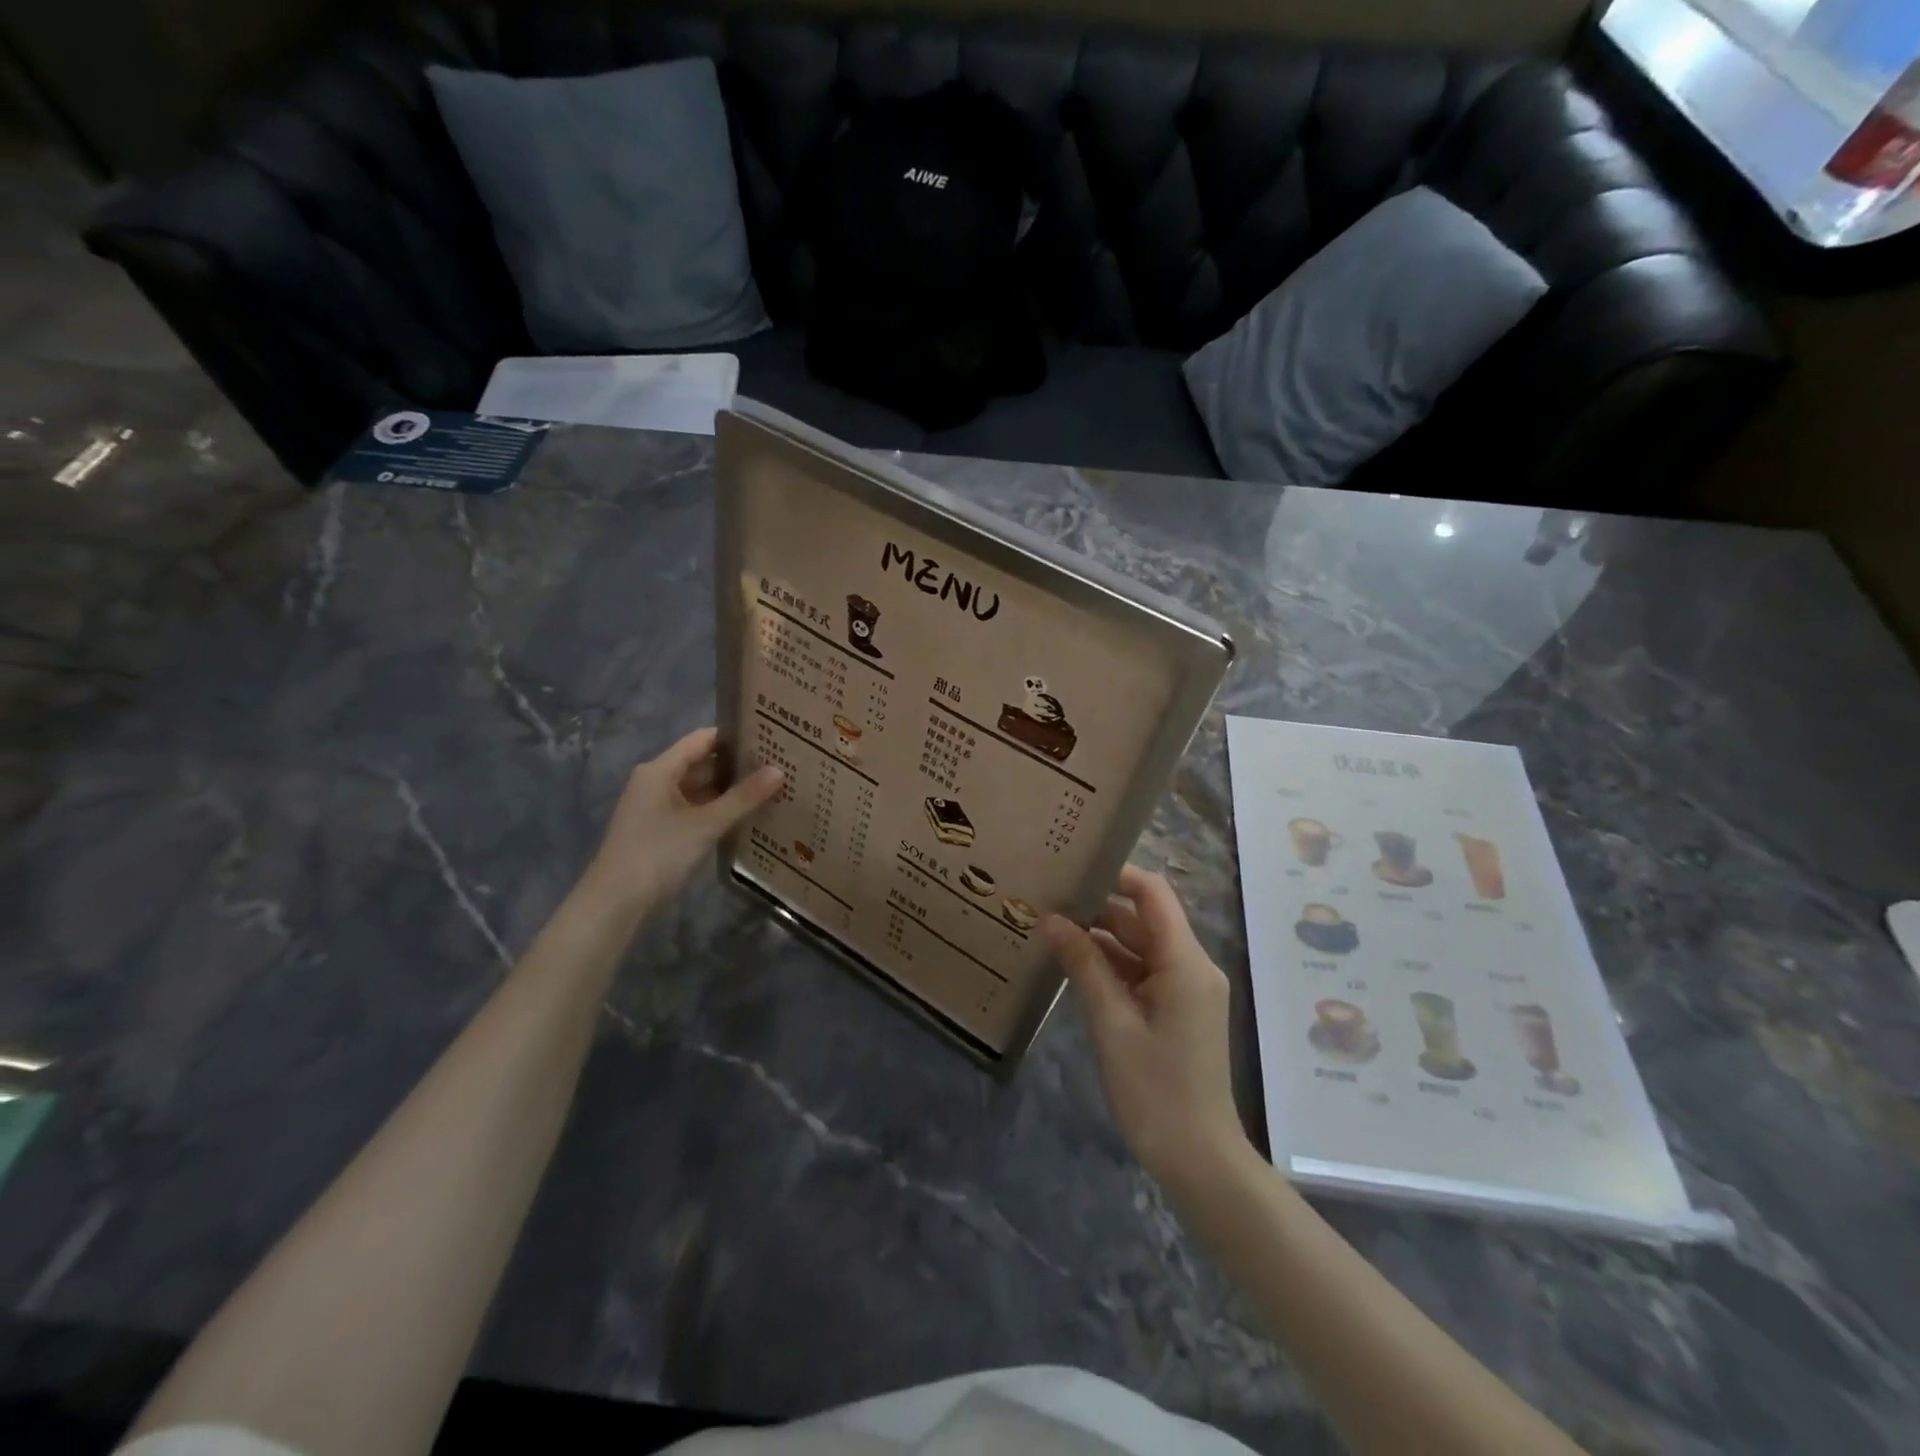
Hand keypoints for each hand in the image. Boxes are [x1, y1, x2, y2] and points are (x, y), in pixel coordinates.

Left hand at [577, 727, 782, 920]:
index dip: (735, 736)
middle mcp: (656, 782)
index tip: (770, 736)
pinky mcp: (661, 831)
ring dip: (730, 790)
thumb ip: (743, 797)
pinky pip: (696, 810)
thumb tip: (780, 770)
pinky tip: (748, 816)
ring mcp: (657, 808)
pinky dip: (719, 810)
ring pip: (700, 789)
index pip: (703, 739)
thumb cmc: (658, 854)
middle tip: (780, 764)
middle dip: (738, 765)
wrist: (615, 905)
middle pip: (702, 763)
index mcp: (660, 770)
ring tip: (772, 788)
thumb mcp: (706, 824)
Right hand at [1045, 865, 1245, 1188]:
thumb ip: (1084, 965)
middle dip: (1098, 908)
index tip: (1072, 868)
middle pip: (1144, 919)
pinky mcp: (1179, 1010)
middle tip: (1048, 900)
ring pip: (1141, 947)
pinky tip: (1074, 965)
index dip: (1116, 874)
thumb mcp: (1112, 1023)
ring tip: (1052, 928)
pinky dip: (1113, 966)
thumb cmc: (1155, 1090)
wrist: (1199, 1159)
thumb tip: (1052, 920)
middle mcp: (1192, 966)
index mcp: (1185, 962)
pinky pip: (1144, 973)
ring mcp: (1187, 989)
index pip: (1152, 894)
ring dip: (1102, 938)